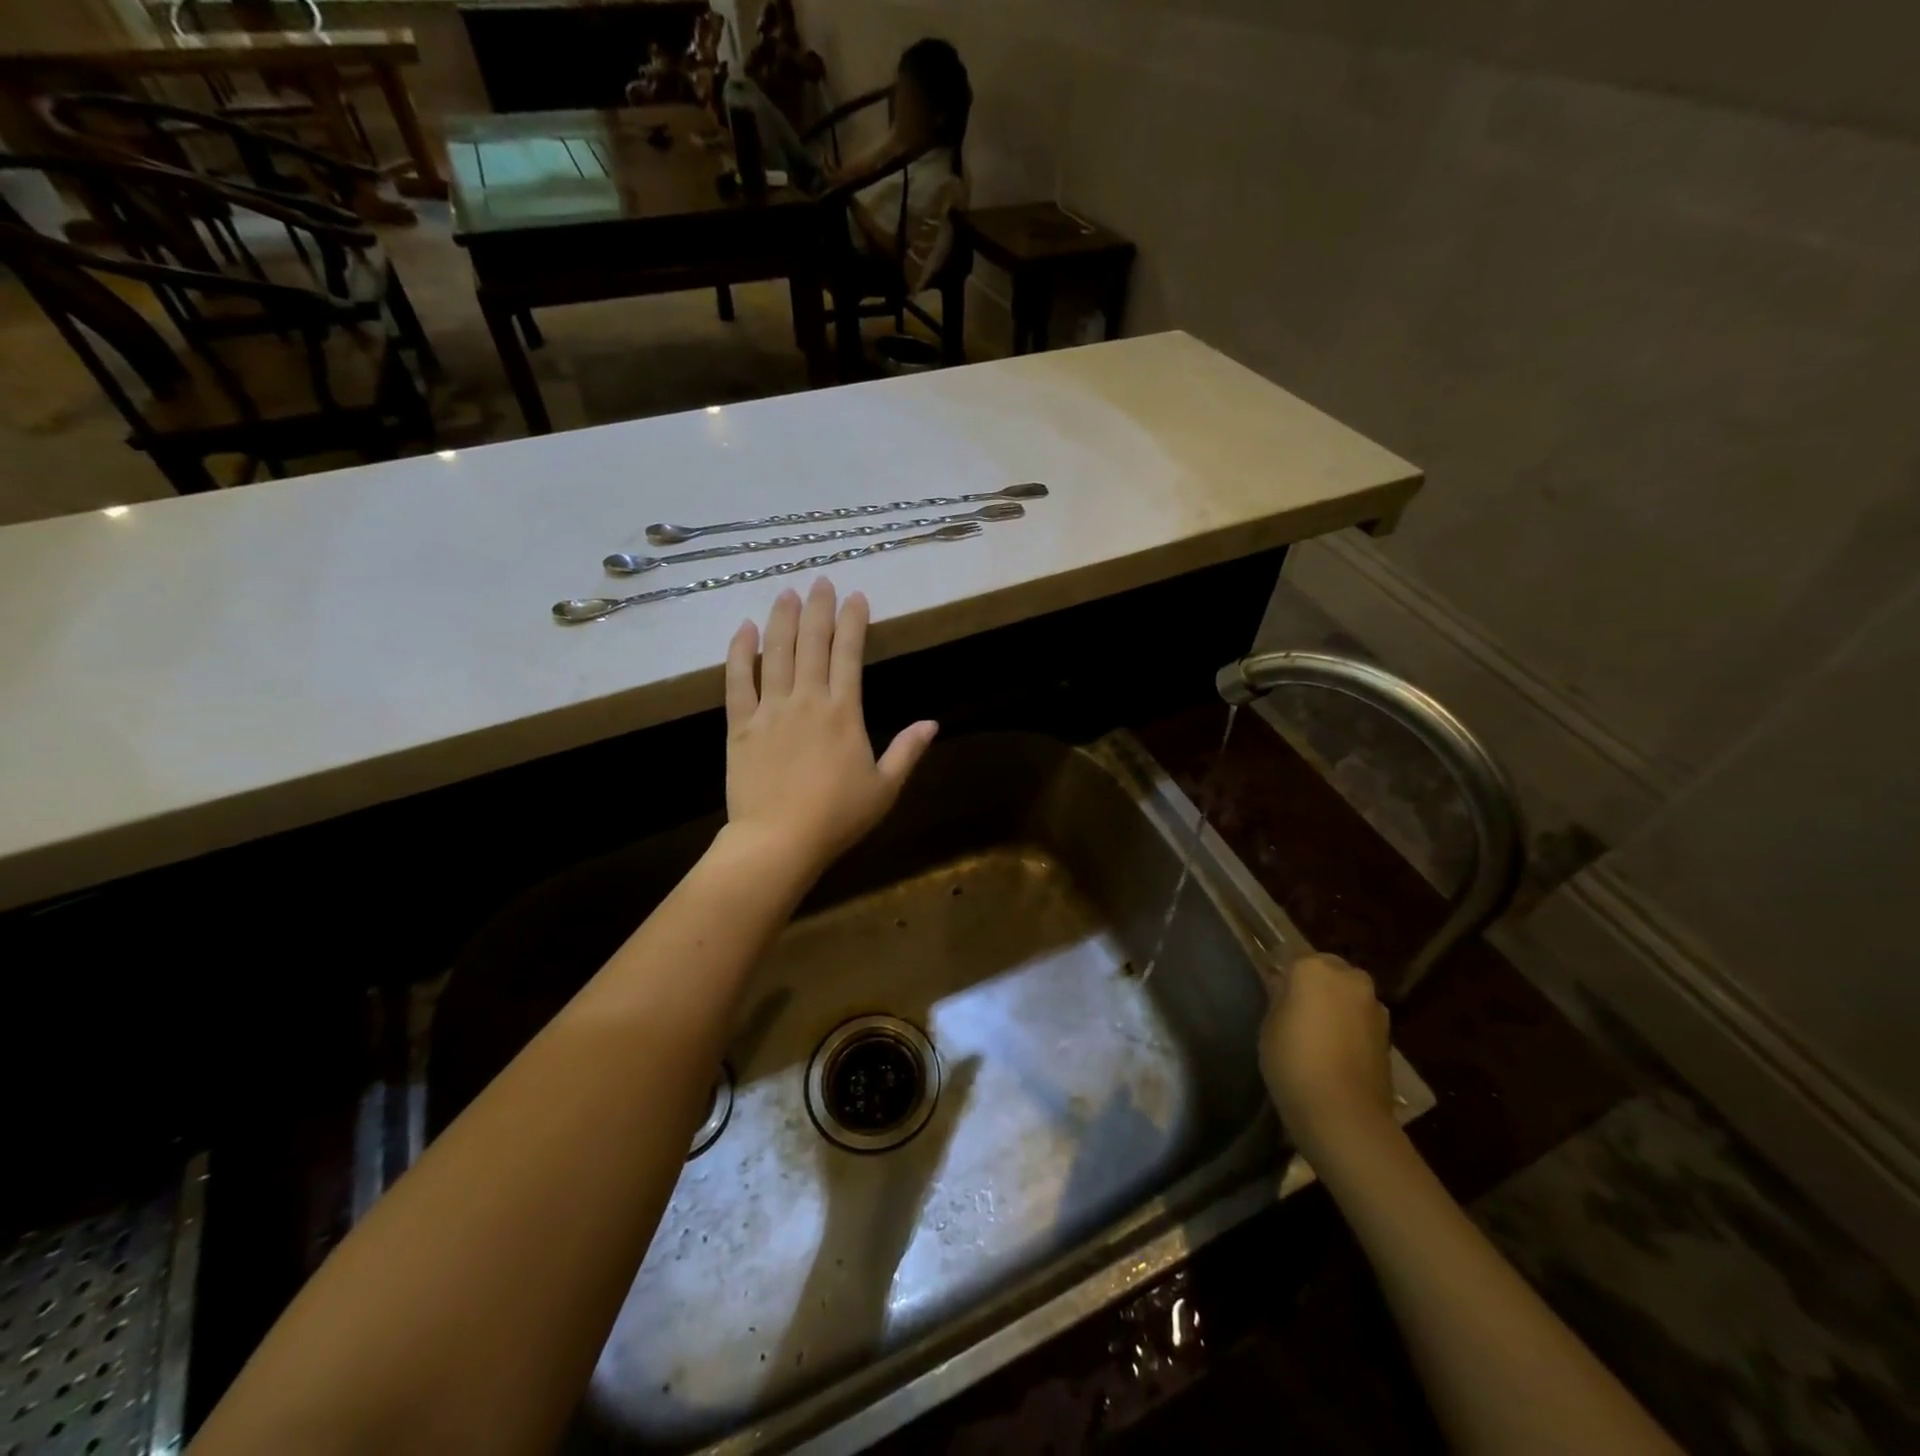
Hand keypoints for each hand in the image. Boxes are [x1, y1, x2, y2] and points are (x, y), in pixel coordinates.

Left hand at [723, 578, 937, 876]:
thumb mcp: (885, 788)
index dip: (854, 621)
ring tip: (787, 592)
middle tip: (821, 581)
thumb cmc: (837, 817)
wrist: (778, 841)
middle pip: (812, 643)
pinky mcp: (741, 725)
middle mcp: (807, 700)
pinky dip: (740, 653)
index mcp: (844, 712)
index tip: (856, 596)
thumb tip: (932, 723)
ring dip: (782, 619)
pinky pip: (737, 681)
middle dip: (818, 608)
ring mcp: (770, 709)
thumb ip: (907, 751)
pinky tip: (743, 629)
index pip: (849, 654)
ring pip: (775, 653)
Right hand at [1260, 954, 1395, 1156]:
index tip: (1271, 992)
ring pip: (1347, 995)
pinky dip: (1350, 1027)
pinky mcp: (1388, 1035)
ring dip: (1336, 1005)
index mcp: (1314, 968)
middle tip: (1295, 1010)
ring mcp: (1374, 1006)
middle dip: (1314, 985)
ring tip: (1317, 1034)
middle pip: (1327, 971)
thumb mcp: (1269, 1025)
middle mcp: (1349, 978)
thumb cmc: (1294, 1061)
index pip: (1291, 957)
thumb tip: (1282, 984)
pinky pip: (1360, 1020)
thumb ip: (1278, 997)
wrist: (1344, 1114)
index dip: (1281, 975)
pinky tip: (1336, 1051)